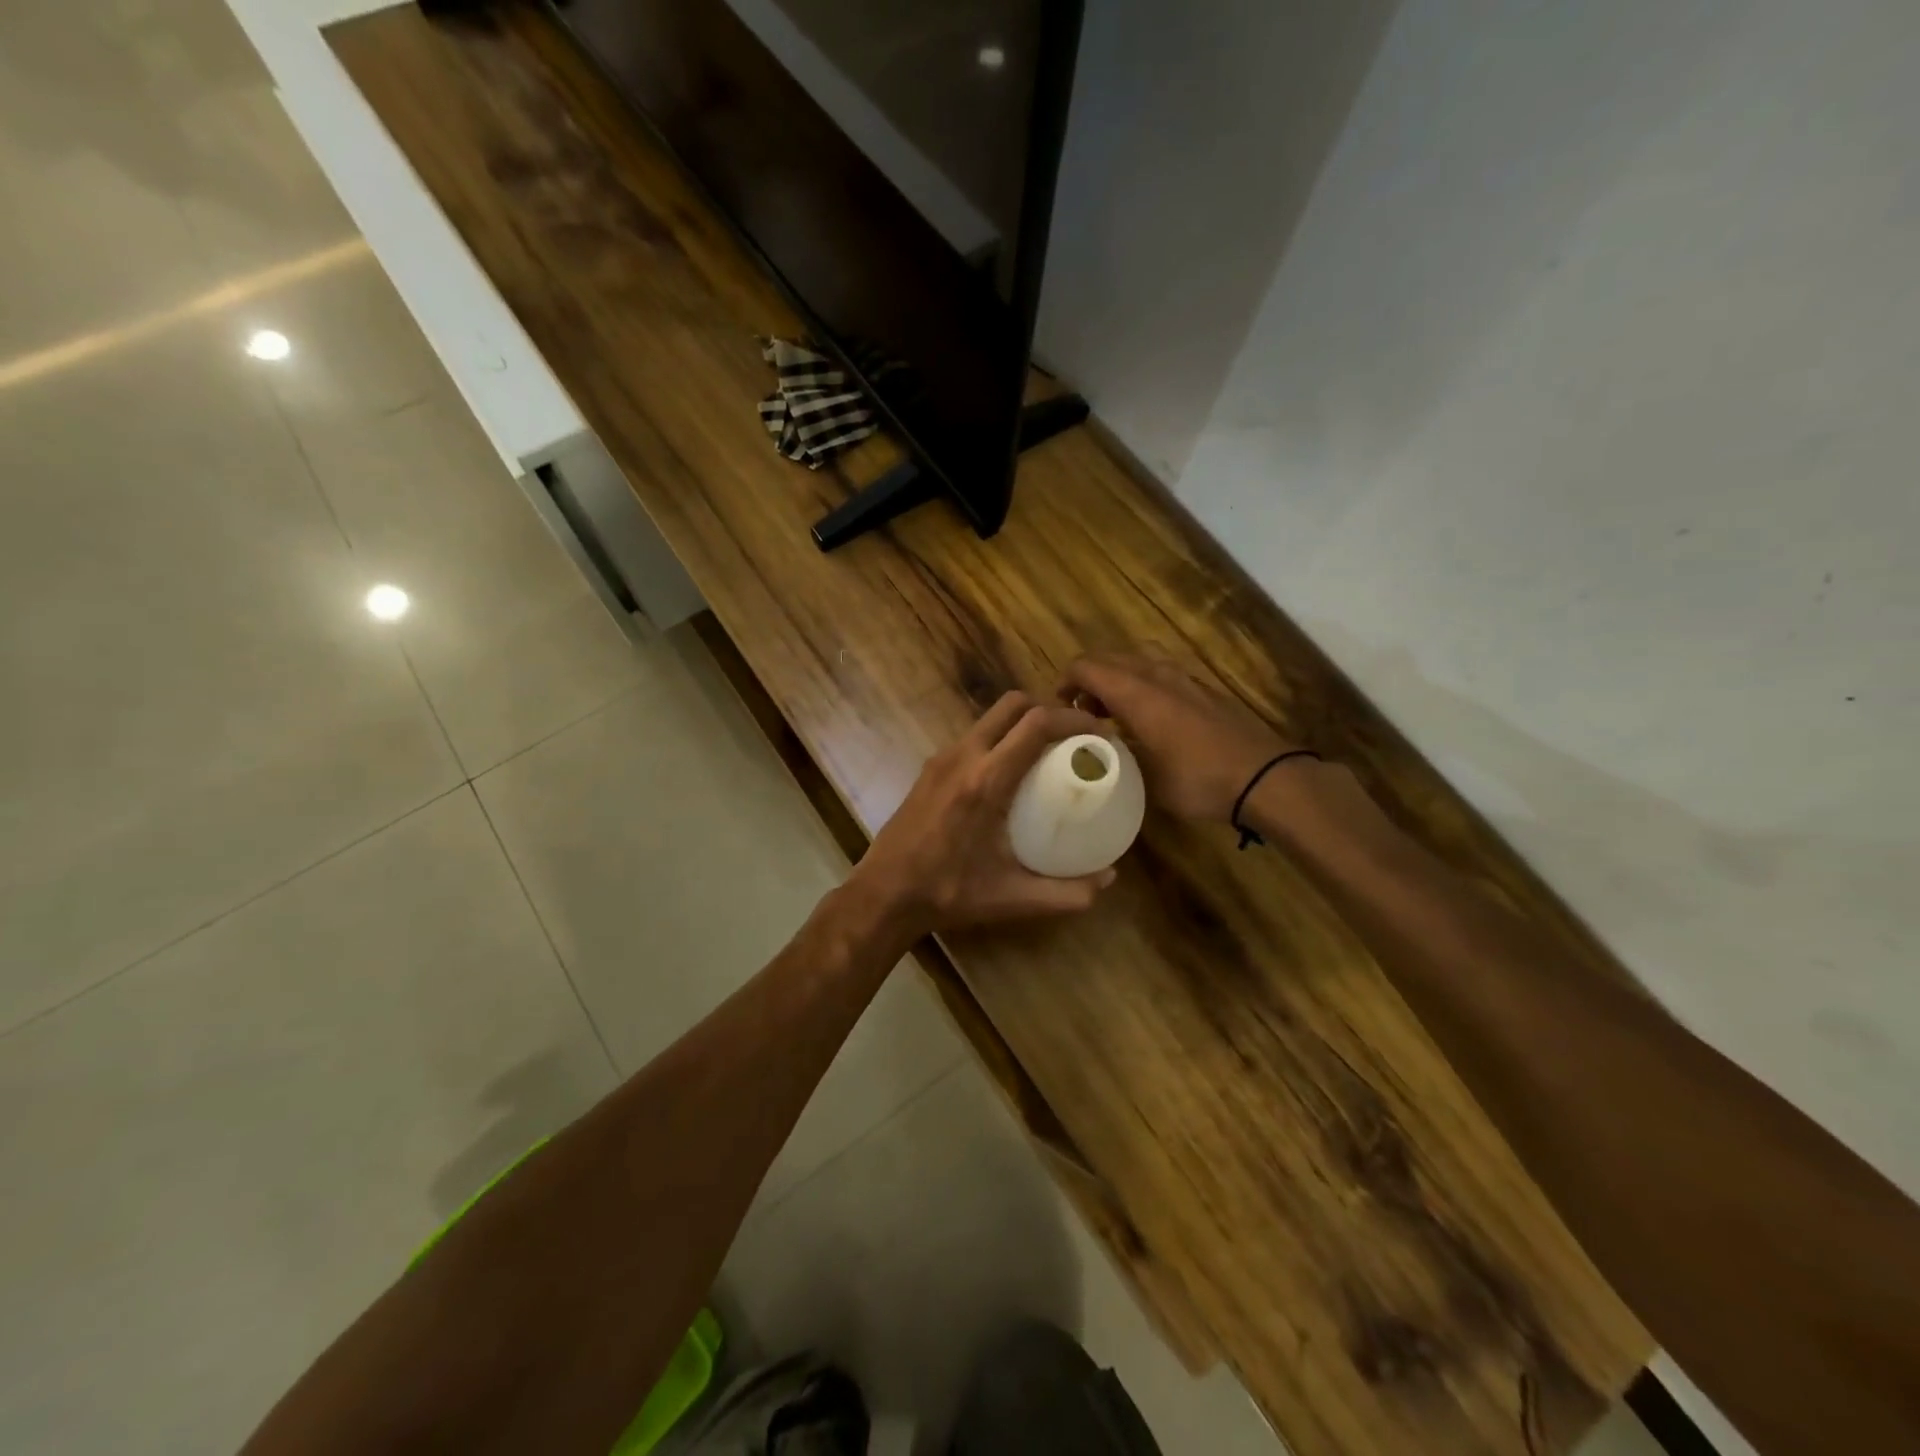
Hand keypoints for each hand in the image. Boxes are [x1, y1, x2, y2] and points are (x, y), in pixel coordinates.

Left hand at [845, 691, 1118, 938]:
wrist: (884, 893)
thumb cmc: (948, 893)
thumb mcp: (1013, 898)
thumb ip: (1067, 893)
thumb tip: (1109, 879)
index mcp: (986, 780)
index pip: (1036, 724)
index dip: (1074, 719)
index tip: (1100, 732)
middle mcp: (963, 757)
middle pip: (1013, 704)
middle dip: (1049, 709)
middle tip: (1074, 736)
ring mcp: (941, 759)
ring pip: (989, 718)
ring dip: (1022, 722)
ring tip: (1048, 751)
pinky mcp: (929, 769)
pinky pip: (973, 738)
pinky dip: (999, 739)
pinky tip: (1010, 773)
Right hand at [1058, 653, 1293, 823]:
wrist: (1263, 777)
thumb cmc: (1197, 779)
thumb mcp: (1144, 777)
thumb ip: (1114, 755)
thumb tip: (1096, 750)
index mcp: (1135, 692)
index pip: (1086, 666)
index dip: (1064, 682)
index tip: (1056, 709)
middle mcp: (1156, 675)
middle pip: (1109, 659)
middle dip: (1087, 680)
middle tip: (1080, 714)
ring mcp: (1183, 679)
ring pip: (1135, 663)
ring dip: (1115, 681)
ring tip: (1110, 715)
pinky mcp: (1202, 690)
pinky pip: (1158, 674)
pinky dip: (1140, 686)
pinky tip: (1146, 719)